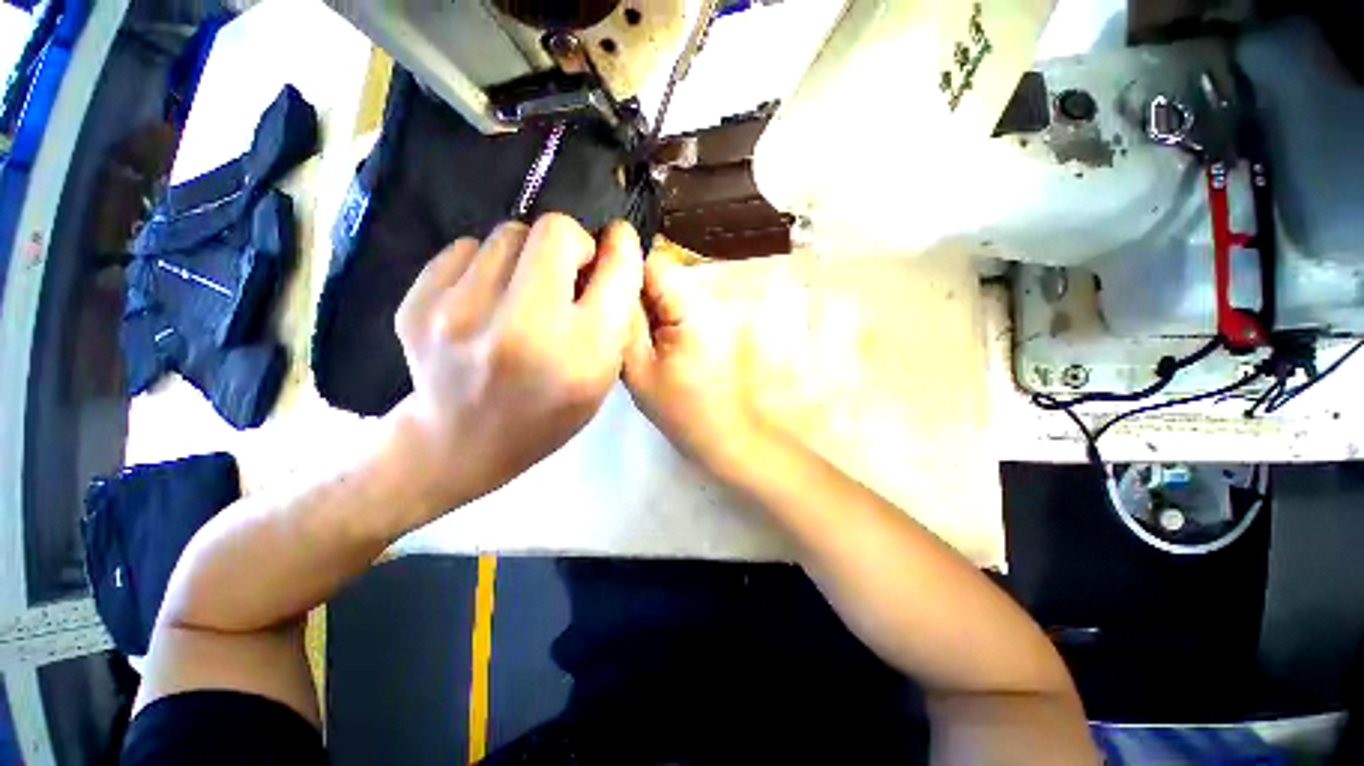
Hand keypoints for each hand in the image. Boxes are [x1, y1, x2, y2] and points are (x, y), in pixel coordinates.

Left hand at [386, 214, 643, 516]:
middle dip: (571, 244)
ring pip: (508, 233)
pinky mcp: (417, 305)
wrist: (460, 443)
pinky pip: (467, 248)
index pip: (614, 269)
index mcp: (581, 353)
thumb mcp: (601, 378)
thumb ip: (615, 317)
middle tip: (566, 273)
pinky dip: (486, 265)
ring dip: (527, 256)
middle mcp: (523, 328)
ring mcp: (460, 314)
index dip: (620, 248)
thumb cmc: (548, 414)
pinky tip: (486, 300)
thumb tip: (610, 252)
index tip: (614, 245)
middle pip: (555, 230)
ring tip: (522, 292)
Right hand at [623, 251, 775, 476]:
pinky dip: (661, 321)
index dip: (621, 270)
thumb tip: (610, 283)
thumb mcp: (638, 369)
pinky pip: (678, 311)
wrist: (726, 436)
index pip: (650, 264)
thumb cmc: (682, 410)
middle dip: (633, 292)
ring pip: (666, 295)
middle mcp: (706, 301)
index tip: (599, 289)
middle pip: (659, 278)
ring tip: (630, 335)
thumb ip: (624, 322)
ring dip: (646, 308)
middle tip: (612, 320)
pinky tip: (651, 344)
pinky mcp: (713, 327)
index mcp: (689, 307)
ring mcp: (713, 313)